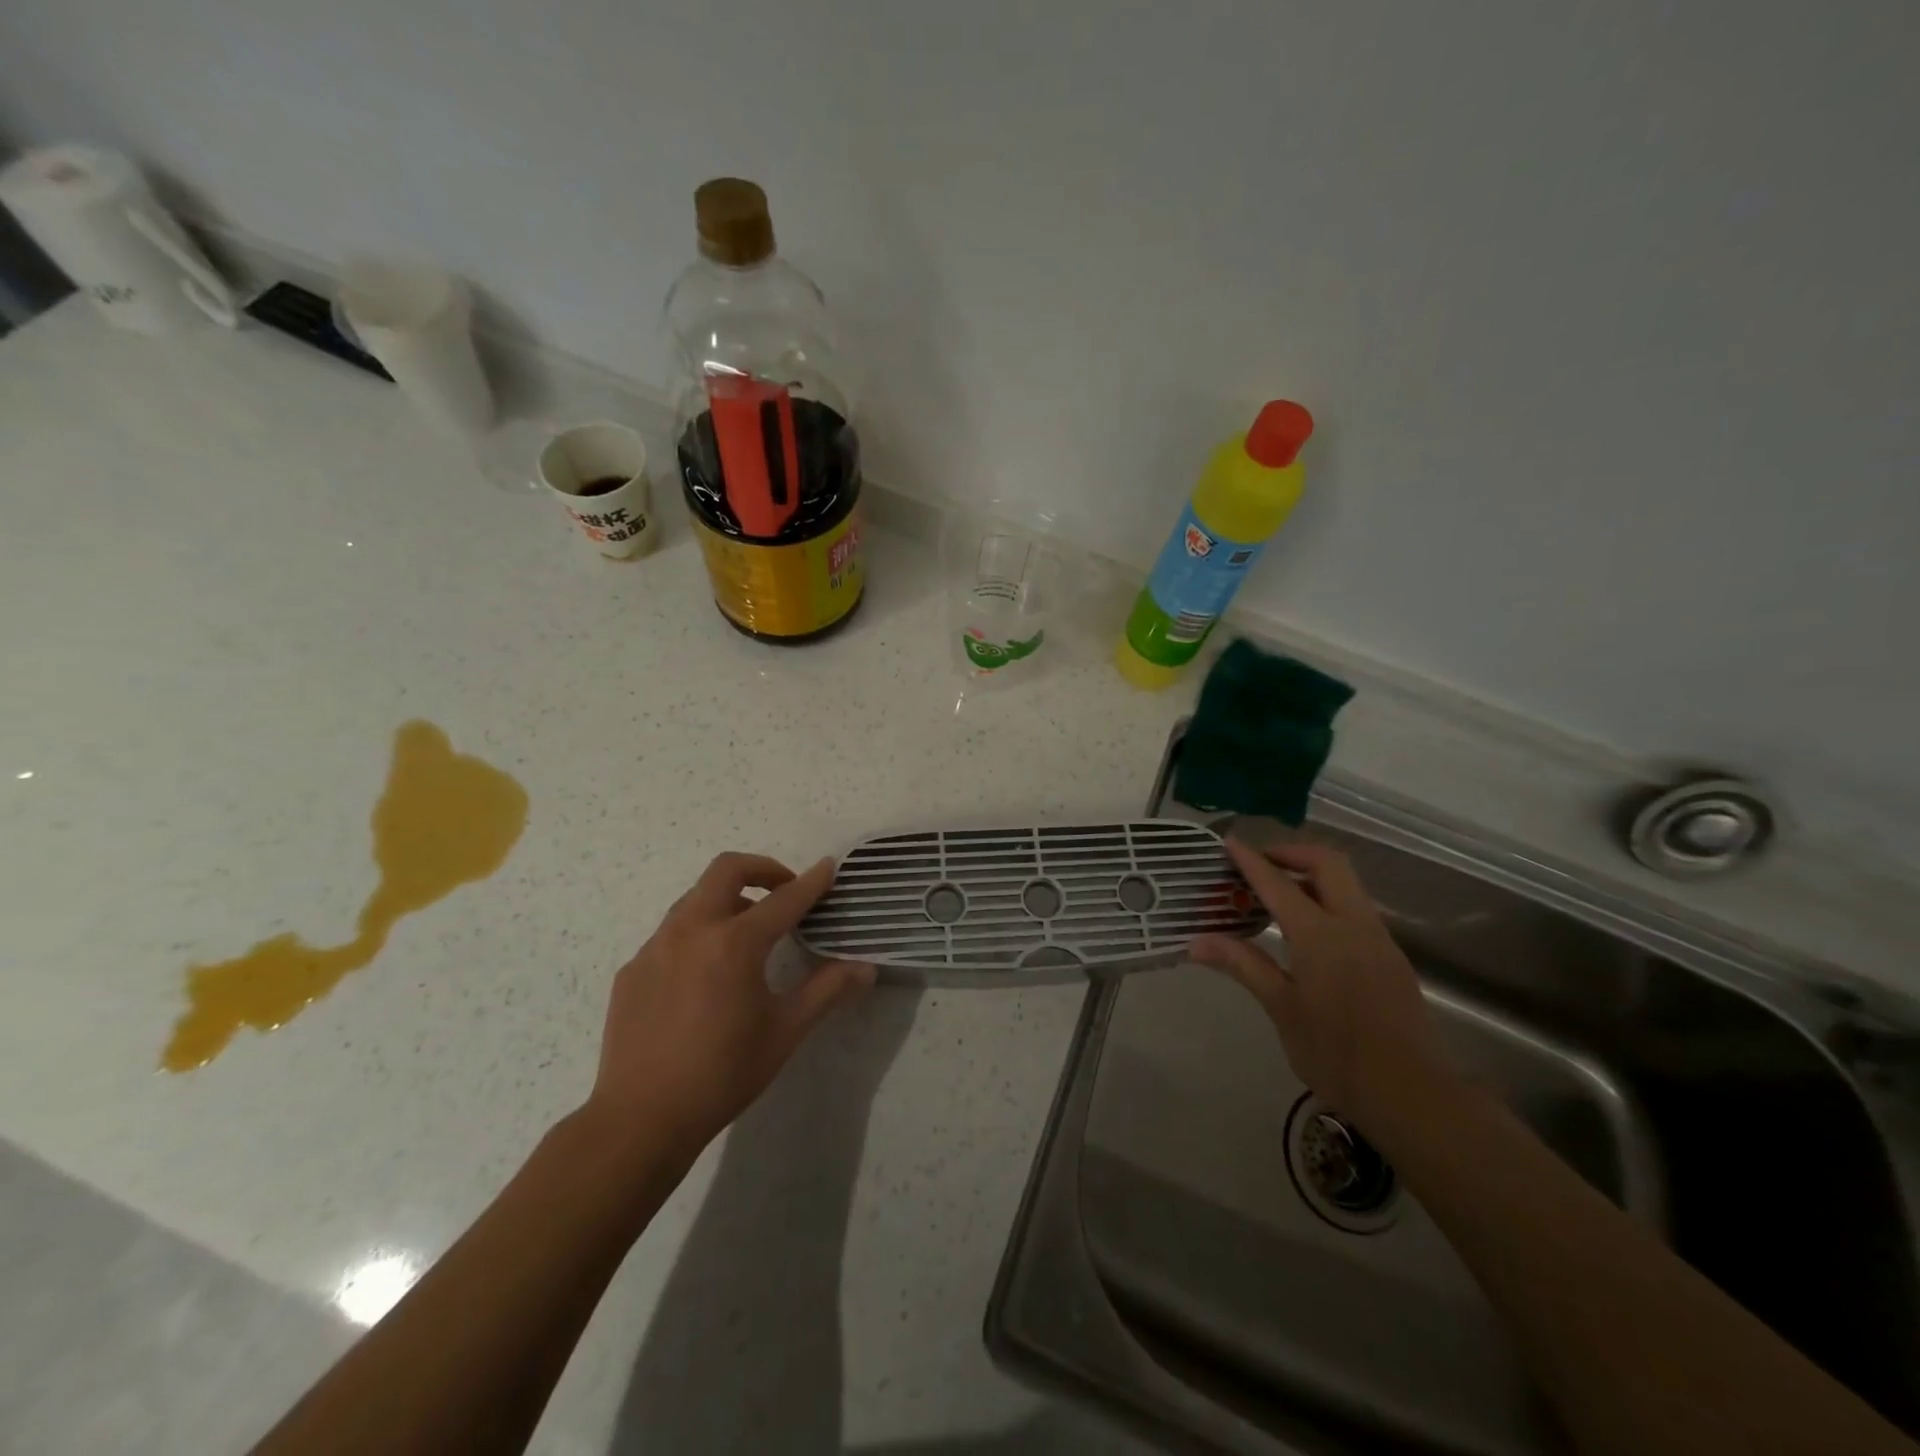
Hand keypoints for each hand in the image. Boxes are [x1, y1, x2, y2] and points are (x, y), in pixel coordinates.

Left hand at [583, 853, 873, 1163]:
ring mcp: (655, 946)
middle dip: (762, 868)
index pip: (784, 899)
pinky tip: (706, 975)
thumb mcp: (785, 1031)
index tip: (829, 867)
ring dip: (729, 899)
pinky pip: (671, 933)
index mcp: (734, 943)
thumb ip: (827, 990)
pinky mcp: (633, 968)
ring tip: (748, 932)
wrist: (641, 1119)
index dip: (812, 882)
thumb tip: (866, 968)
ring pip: (695, 897)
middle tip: (784, 890)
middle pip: (727, 870)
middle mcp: (692, 930)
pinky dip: (699, 933)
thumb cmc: (723, 1074)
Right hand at [1190, 839, 1446, 1138]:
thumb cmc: (1336, 1054)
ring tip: (1277, 894)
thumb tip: (1197, 942)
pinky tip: (1307, 930)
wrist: (1412, 1095)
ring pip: (1347, 884)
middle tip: (1260, 864)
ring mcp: (1379, 939)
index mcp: (1322, 935)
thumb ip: (1243, 965)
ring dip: (1312, 876)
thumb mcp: (1282, 1008)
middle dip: (1292, 853)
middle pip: (1328, 863)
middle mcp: (1354, 925)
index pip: (1279, 884)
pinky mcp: (1390, 957)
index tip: (1230, 842)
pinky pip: (1356, 909)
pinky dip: (1327, 900)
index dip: (1251, 861)